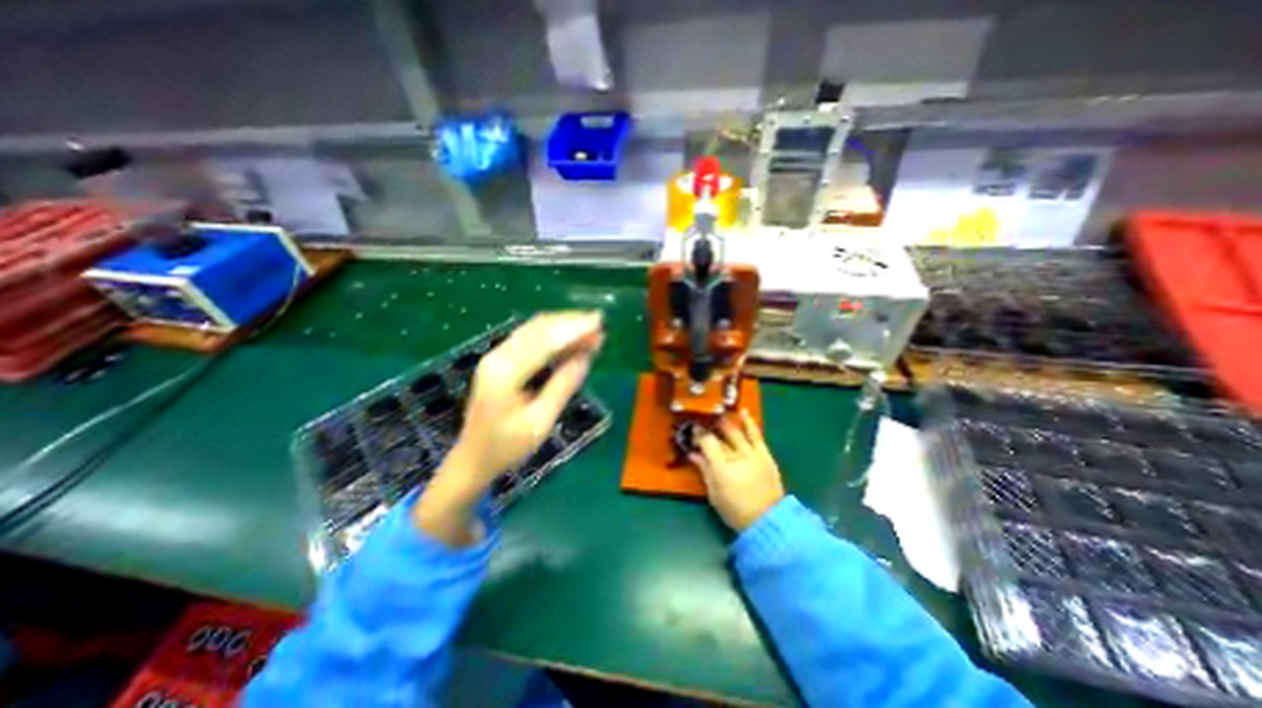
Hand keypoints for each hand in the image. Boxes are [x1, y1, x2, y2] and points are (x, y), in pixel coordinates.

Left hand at [412, 314, 602, 545]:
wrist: (472, 458)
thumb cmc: (507, 447)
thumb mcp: (540, 422)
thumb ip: (563, 385)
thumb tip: (586, 356)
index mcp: (505, 374)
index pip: (545, 342)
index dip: (574, 329)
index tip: (599, 321)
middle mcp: (498, 357)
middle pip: (538, 329)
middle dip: (570, 323)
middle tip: (599, 323)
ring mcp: (496, 356)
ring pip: (533, 330)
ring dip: (562, 326)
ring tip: (590, 329)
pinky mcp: (499, 360)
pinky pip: (529, 338)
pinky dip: (552, 335)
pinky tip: (569, 339)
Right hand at [695, 409, 786, 529]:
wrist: (768, 521)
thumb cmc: (735, 510)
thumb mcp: (714, 493)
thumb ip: (703, 470)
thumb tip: (693, 453)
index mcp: (721, 468)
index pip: (706, 442)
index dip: (698, 435)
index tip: (692, 432)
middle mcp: (736, 456)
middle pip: (719, 436)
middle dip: (709, 428)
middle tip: (702, 423)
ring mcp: (752, 454)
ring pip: (736, 432)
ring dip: (725, 423)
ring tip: (717, 416)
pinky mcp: (764, 454)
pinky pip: (756, 434)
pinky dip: (749, 422)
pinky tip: (742, 411)